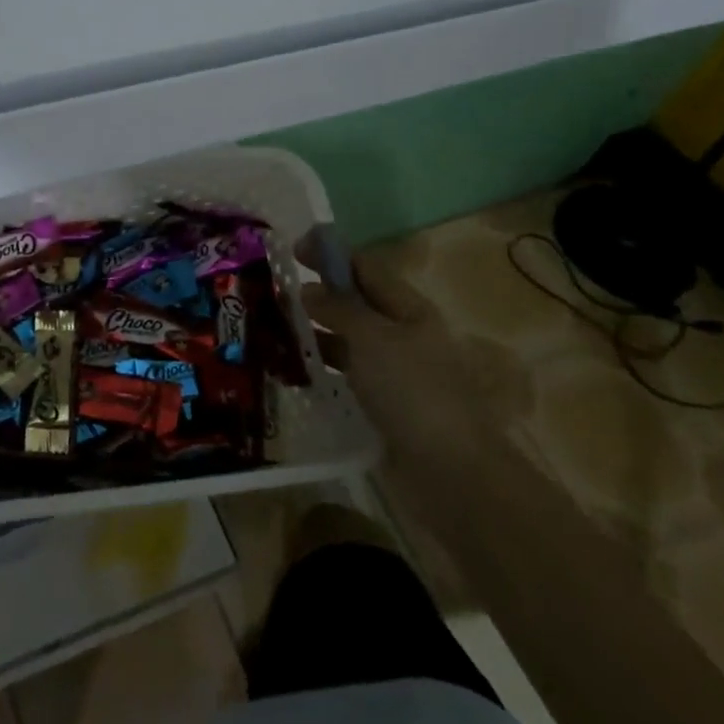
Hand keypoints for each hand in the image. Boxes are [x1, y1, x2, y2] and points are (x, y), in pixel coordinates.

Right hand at [295, 234, 495, 464]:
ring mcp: (393, 369)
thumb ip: (338, 308)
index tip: (291, 251)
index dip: (330, 255)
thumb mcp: (372, 339)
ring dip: (314, 329)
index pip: (365, 267)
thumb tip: (307, 289)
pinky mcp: (383, 402)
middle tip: (272, 290)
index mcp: (409, 308)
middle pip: (355, 301)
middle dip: (317, 292)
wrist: (451, 473)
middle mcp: (401, 333)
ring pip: (347, 337)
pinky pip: (346, 371)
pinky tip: (292, 367)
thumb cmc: (413, 392)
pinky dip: (321, 364)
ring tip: (272, 326)